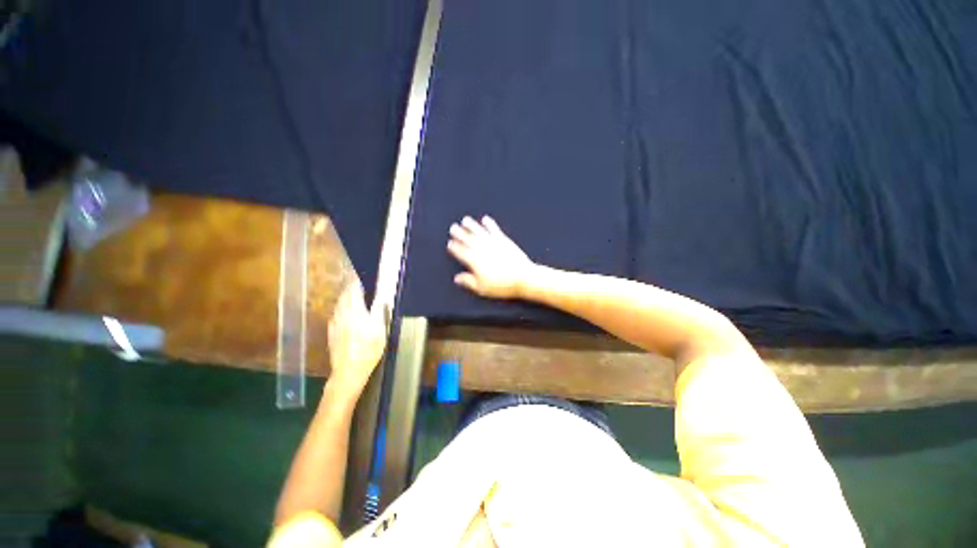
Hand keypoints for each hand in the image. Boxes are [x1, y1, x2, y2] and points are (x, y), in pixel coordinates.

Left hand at [327, 281, 386, 397]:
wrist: (348, 371)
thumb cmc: (368, 350)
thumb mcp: (380, 330)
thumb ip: (379, 311)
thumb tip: (381, 297)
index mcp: (355, 311)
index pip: (354, 290)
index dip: (358, 282)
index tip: (364, 278)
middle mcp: (342, 314)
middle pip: (344, 296)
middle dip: (352, 288)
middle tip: (361, 286)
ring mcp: (334, 323)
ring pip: (339, 304)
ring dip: (346, 298)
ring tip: (355, 297)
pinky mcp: (331, 331)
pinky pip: (336, 313)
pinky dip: (342, 308)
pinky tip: (348, 314)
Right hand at [447, 216, 536, 298]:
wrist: (523, 278)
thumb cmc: (501, 286)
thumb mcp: (482, 288)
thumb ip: (469, 282)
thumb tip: (457, 278)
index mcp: (475, 262)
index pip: (462, 253)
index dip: (455, 248)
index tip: (450, 243)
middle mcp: (482, 250)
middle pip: (468, 240)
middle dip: (460, 234)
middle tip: (453, 228)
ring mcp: (493, 244)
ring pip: (479, 232)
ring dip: (472, 226)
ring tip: (465, 220)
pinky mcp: (504, 241)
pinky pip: (494, 230)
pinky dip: (489, 224)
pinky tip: (485, 219)